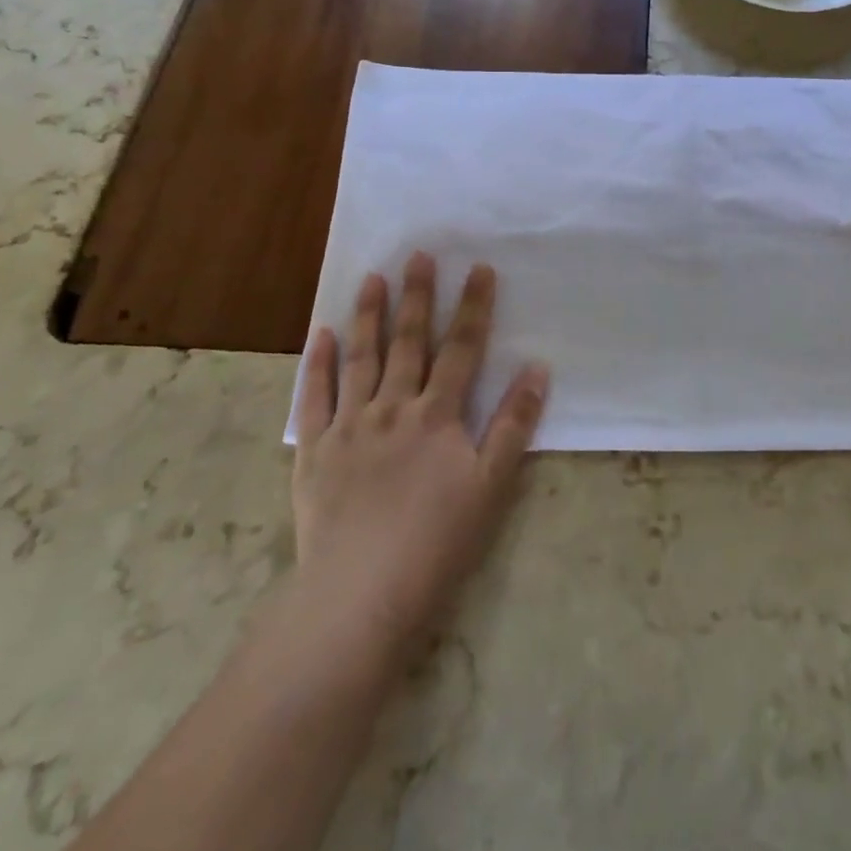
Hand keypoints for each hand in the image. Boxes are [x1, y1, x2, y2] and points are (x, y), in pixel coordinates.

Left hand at [286, 252, 549, 684]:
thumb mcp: (491, 485)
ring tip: (374, 278)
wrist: (359, 596)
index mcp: (438, 415)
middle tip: (420, 255)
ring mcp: (349, 427)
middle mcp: (393, 408)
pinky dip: (317, 364)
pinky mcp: (314, 451)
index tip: (479, 268)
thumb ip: (513, 423)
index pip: (461, 348)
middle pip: (409, 343)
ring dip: (368, 316)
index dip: (474, 307)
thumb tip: (537, 368)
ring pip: (361, 359)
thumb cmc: (437, 541)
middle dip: (419, 296)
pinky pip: (313, 398)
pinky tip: (320, 335)